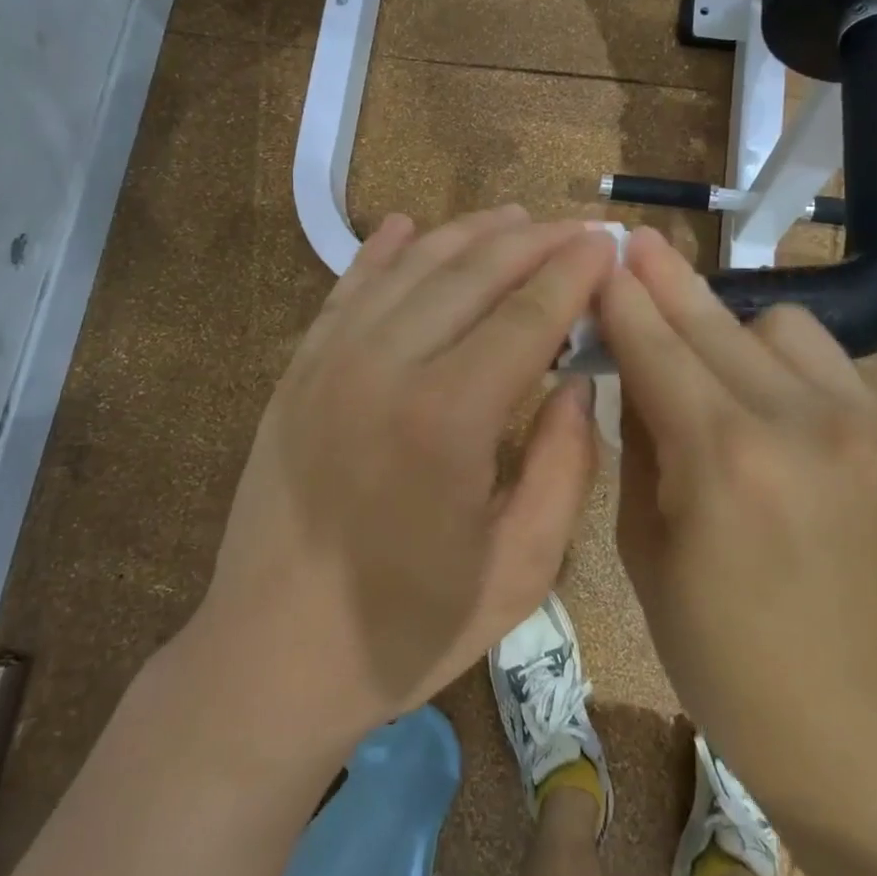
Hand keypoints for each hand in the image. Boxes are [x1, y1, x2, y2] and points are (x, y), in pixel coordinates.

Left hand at [195, 206, 618, 752]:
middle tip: (576, 228)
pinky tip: (406, 225)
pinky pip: (346, 290)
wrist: (270, 658)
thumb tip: (579, 382)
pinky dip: (381, 251)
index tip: (607, 245)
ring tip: (513, 217)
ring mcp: (330, 361)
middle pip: (471, 273)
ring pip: (410, 267)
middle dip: (533, 241)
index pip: (526, 314)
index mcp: (447, 418)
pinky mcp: (297, 371)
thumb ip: (563, 467)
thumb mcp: (517, 571)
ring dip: (467, 234)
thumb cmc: (406, 629)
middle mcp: (385, 367)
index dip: (573, 272)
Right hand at [599, 228, 876, 829]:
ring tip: (704, 359)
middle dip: (664, 279)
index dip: (621, 299)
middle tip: (632, 241)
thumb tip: (634, 376)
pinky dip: (777, 359)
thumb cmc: (725, 659)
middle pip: (714, 322)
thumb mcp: (645, 554)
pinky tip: (761, 394)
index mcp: (721, 463)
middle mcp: (796, 424)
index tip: (597, 255)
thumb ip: (639, 447)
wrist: (866, 730)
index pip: (655, 350)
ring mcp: (859, 424)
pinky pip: (822, 360)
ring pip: (777, 325)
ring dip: (728, 328)